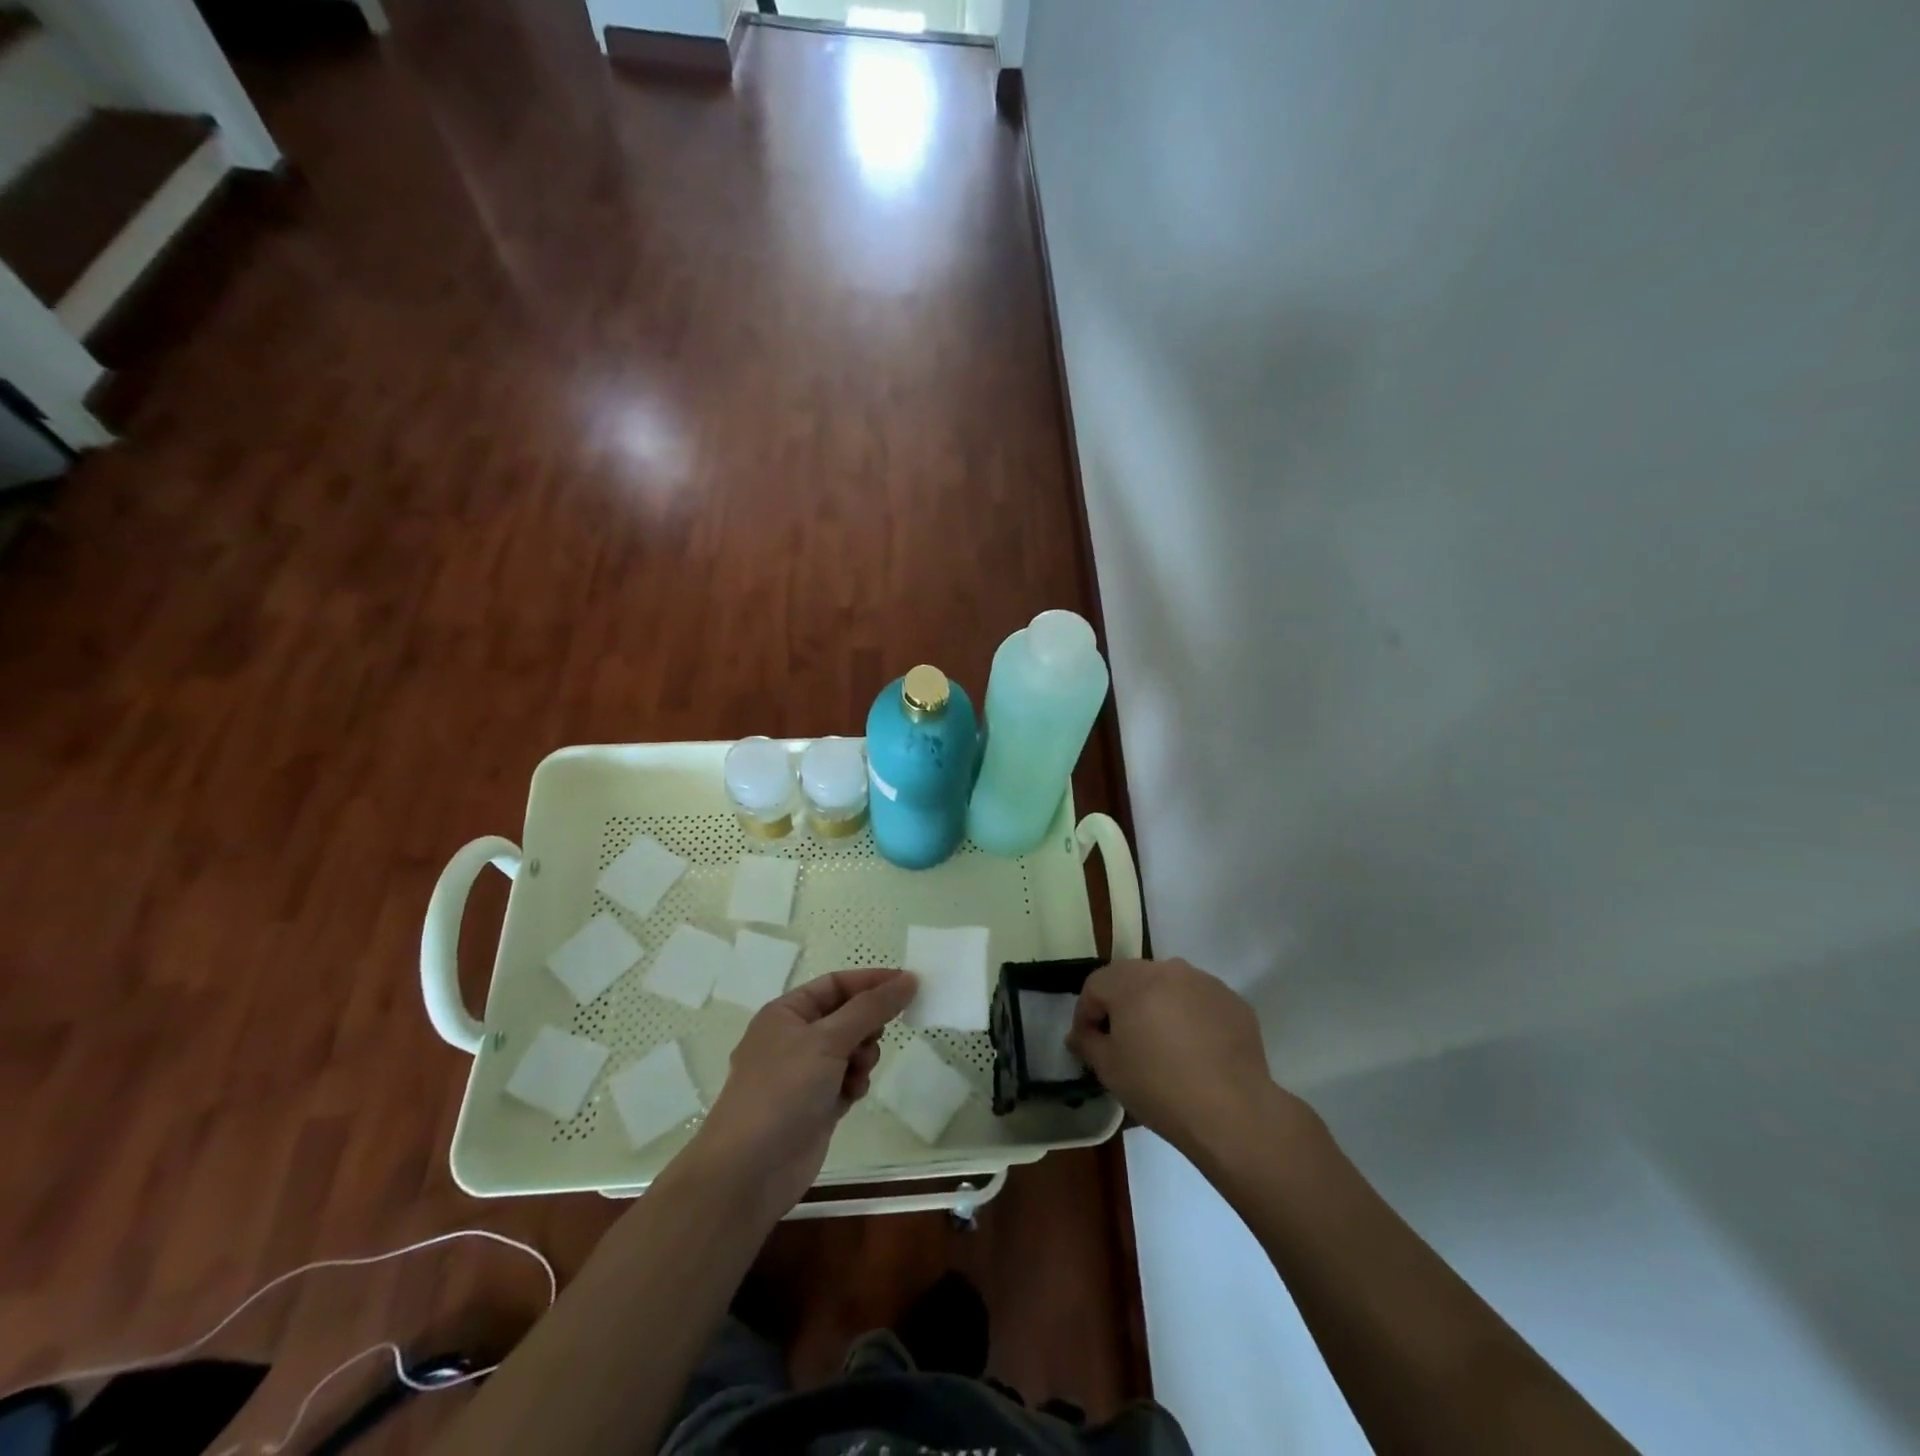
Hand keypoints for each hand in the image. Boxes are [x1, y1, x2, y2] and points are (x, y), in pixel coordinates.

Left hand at [686, 968, 916, 1220]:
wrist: (750, 1171)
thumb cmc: (784, 1090)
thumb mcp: (828, 1039)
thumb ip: (871, 1008)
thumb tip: (909, 979)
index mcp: (786, 1013)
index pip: (836, 983)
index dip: (871, 981)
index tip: (909, 985)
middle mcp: (794, 1038)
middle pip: (846, 1016)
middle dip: (867, 1026)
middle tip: (875, 1039)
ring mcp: (804, 1074)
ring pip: (850, 1049)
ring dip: (862, 1057)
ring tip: (858, 1073)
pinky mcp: (815, 1105)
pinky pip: (847, 1080)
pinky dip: (855, 1083)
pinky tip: (852, 1095)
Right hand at [1069, 958, 1286, 1157]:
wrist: (1233, 1112)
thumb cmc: (1160, 1088)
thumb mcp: (1109, 1070)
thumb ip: (1087, 1043)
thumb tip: (1079, 1035)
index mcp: (1132, 981)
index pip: (1095, 984)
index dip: (1085, 1012)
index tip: (1087, 1041)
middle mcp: (1168, 970)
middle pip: (1132, 978)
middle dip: (1121, 1004)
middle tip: (1121, 1040)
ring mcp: (1205, 982)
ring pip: (1168, 986)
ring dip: (1157, 1006)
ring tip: (1161, 1044)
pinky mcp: (1233, 1001)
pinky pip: (1199, 1001)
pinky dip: (1190, 1016)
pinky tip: (1195, 1051)